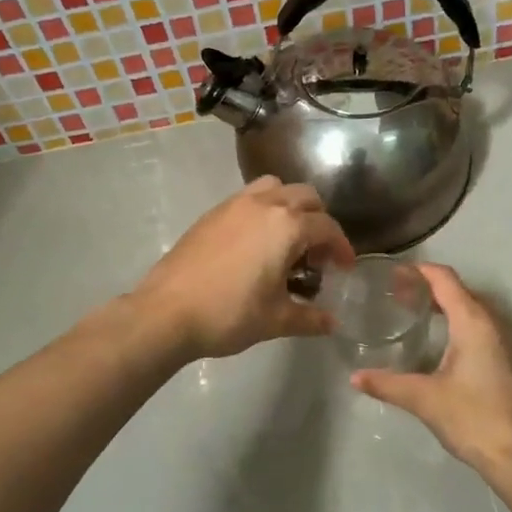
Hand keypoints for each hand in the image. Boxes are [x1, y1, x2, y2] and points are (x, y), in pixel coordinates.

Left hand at [130, 178, 353, 359]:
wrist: (166, 312)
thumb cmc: (229, 315)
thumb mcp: (276, 320)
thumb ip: (310, 317)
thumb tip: (332, 323)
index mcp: (286, 226)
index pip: (327, 228)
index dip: (342, 248)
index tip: (345, 268)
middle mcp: (264, 204)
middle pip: (305, 197)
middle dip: (319, 221)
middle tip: (317, 255)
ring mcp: (233, 205)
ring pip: (274, 188)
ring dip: (290, 206)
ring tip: (287, 240)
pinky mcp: (211, 214)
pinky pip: (248, 198)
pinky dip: (263, 210)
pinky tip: (255, 245)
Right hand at [351, 264, 511, 473]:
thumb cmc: (471, 417)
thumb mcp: (423, 398)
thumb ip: (387, 384)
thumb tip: (354, 377)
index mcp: (472, 322)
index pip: (444, 279)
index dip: (418, 271)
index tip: (391, 273)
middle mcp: (489, 324)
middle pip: (456, 290)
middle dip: (425, 287)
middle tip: (392, 294)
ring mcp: (499, 342)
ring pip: (467, 309)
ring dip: (440, 305)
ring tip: (408, 312)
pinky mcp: (501, 361)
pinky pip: (473, 327)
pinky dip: (451, 322)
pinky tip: (432, 342)